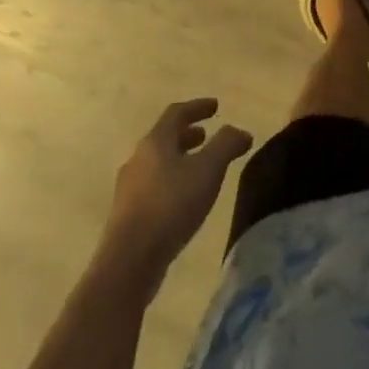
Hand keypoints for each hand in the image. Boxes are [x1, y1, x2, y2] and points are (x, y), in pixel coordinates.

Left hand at [100, 99, 251, 288]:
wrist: (129, 261)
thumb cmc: (171, 206)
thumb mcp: (207, 170)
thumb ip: (226, 145)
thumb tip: (241, 131)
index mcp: (155, 142)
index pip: (176, 113)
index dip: (197, 107)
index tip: (216, 106)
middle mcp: (138, 158)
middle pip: (164, 138)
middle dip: (187, 134)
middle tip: (206, 136)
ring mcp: (129, 188)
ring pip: (158, 163)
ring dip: (179, 159)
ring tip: (199, 169)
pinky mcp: (127, 215)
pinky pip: (153, 186)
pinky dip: (171, 181)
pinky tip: (183, 200)